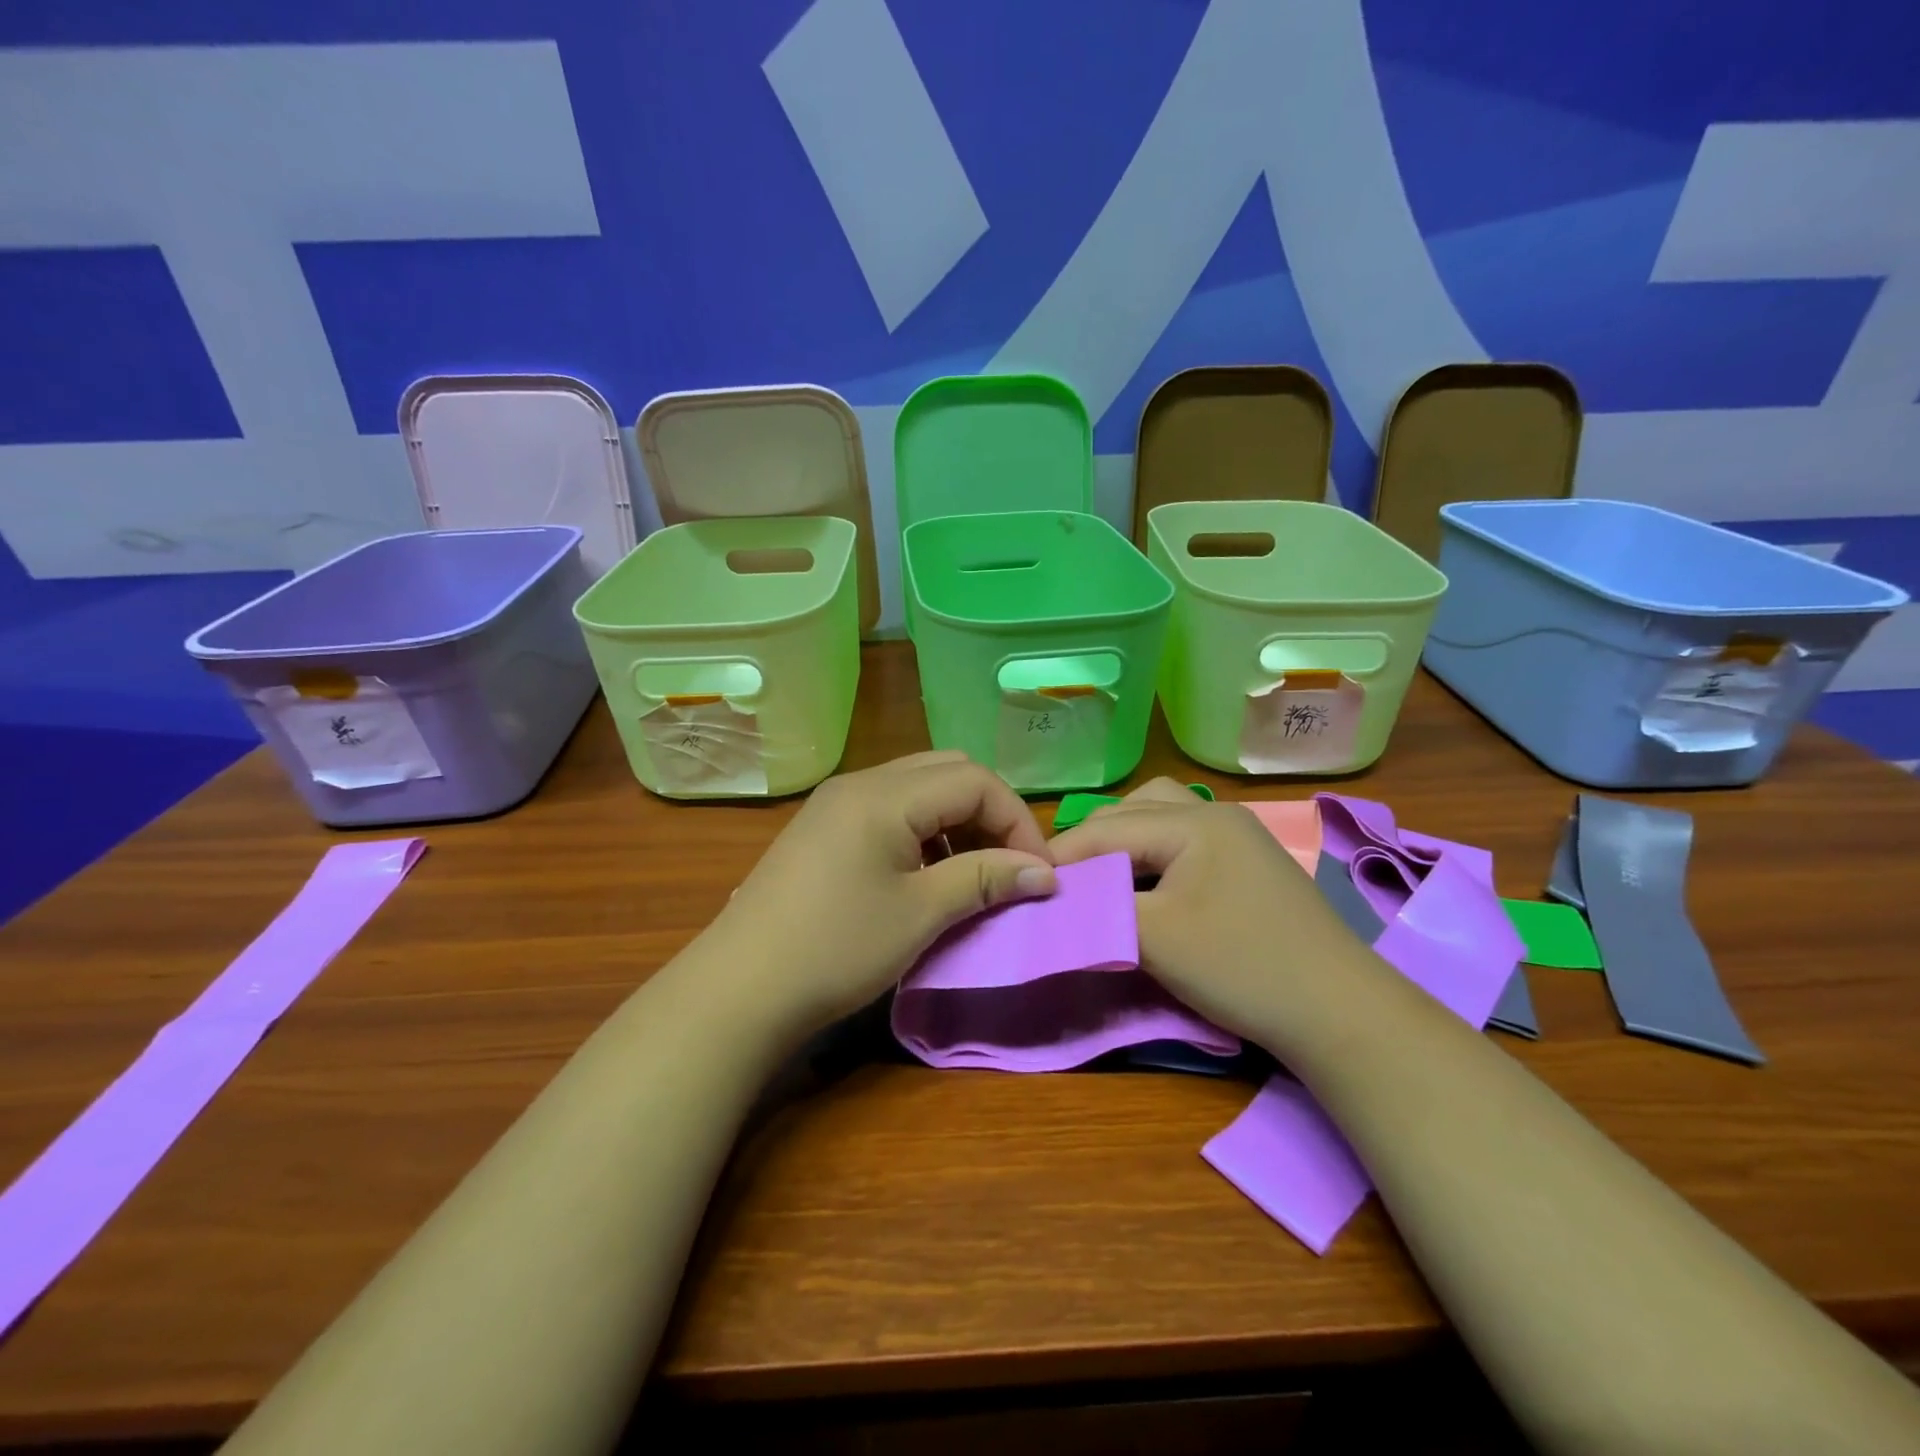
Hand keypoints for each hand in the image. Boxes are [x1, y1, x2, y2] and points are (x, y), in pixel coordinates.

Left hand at [699, 752, 1056, 1036]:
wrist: (739, 989)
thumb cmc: (837, 948)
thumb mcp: (920, 914)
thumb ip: (984, 879)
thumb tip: (1045, 872)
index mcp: (884, 795)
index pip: (974, 781)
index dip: (1016, 822)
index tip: (1037, 873)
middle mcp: (861, 783)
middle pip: (947, 772)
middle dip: (989, 813)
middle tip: (1007, 865)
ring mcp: (836, 803)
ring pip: (918, 788)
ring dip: (956, 821)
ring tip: (972, 872)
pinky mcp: (823, 827)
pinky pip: (890, 809)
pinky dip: (923, 830)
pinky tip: (926, 875)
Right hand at [1046, 778, 1375, 1053]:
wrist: (1340, 1014)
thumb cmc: (1241, 966)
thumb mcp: (1155, 939)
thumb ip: (1099, 909)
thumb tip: (1054, 900)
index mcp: (1194, 820)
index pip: (1108, 828)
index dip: (1063, 855)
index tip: (1028, 883)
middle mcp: (1216, 813)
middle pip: (1132, 812)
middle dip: (1092, 844)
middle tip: (1063, 883)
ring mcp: (1239, 837)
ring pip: (1160, 820)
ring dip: (1124, 843)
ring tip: (1101, 878)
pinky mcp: (1249, 865)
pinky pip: (1184, 843)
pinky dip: (1154, 857)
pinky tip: (1146, 886)